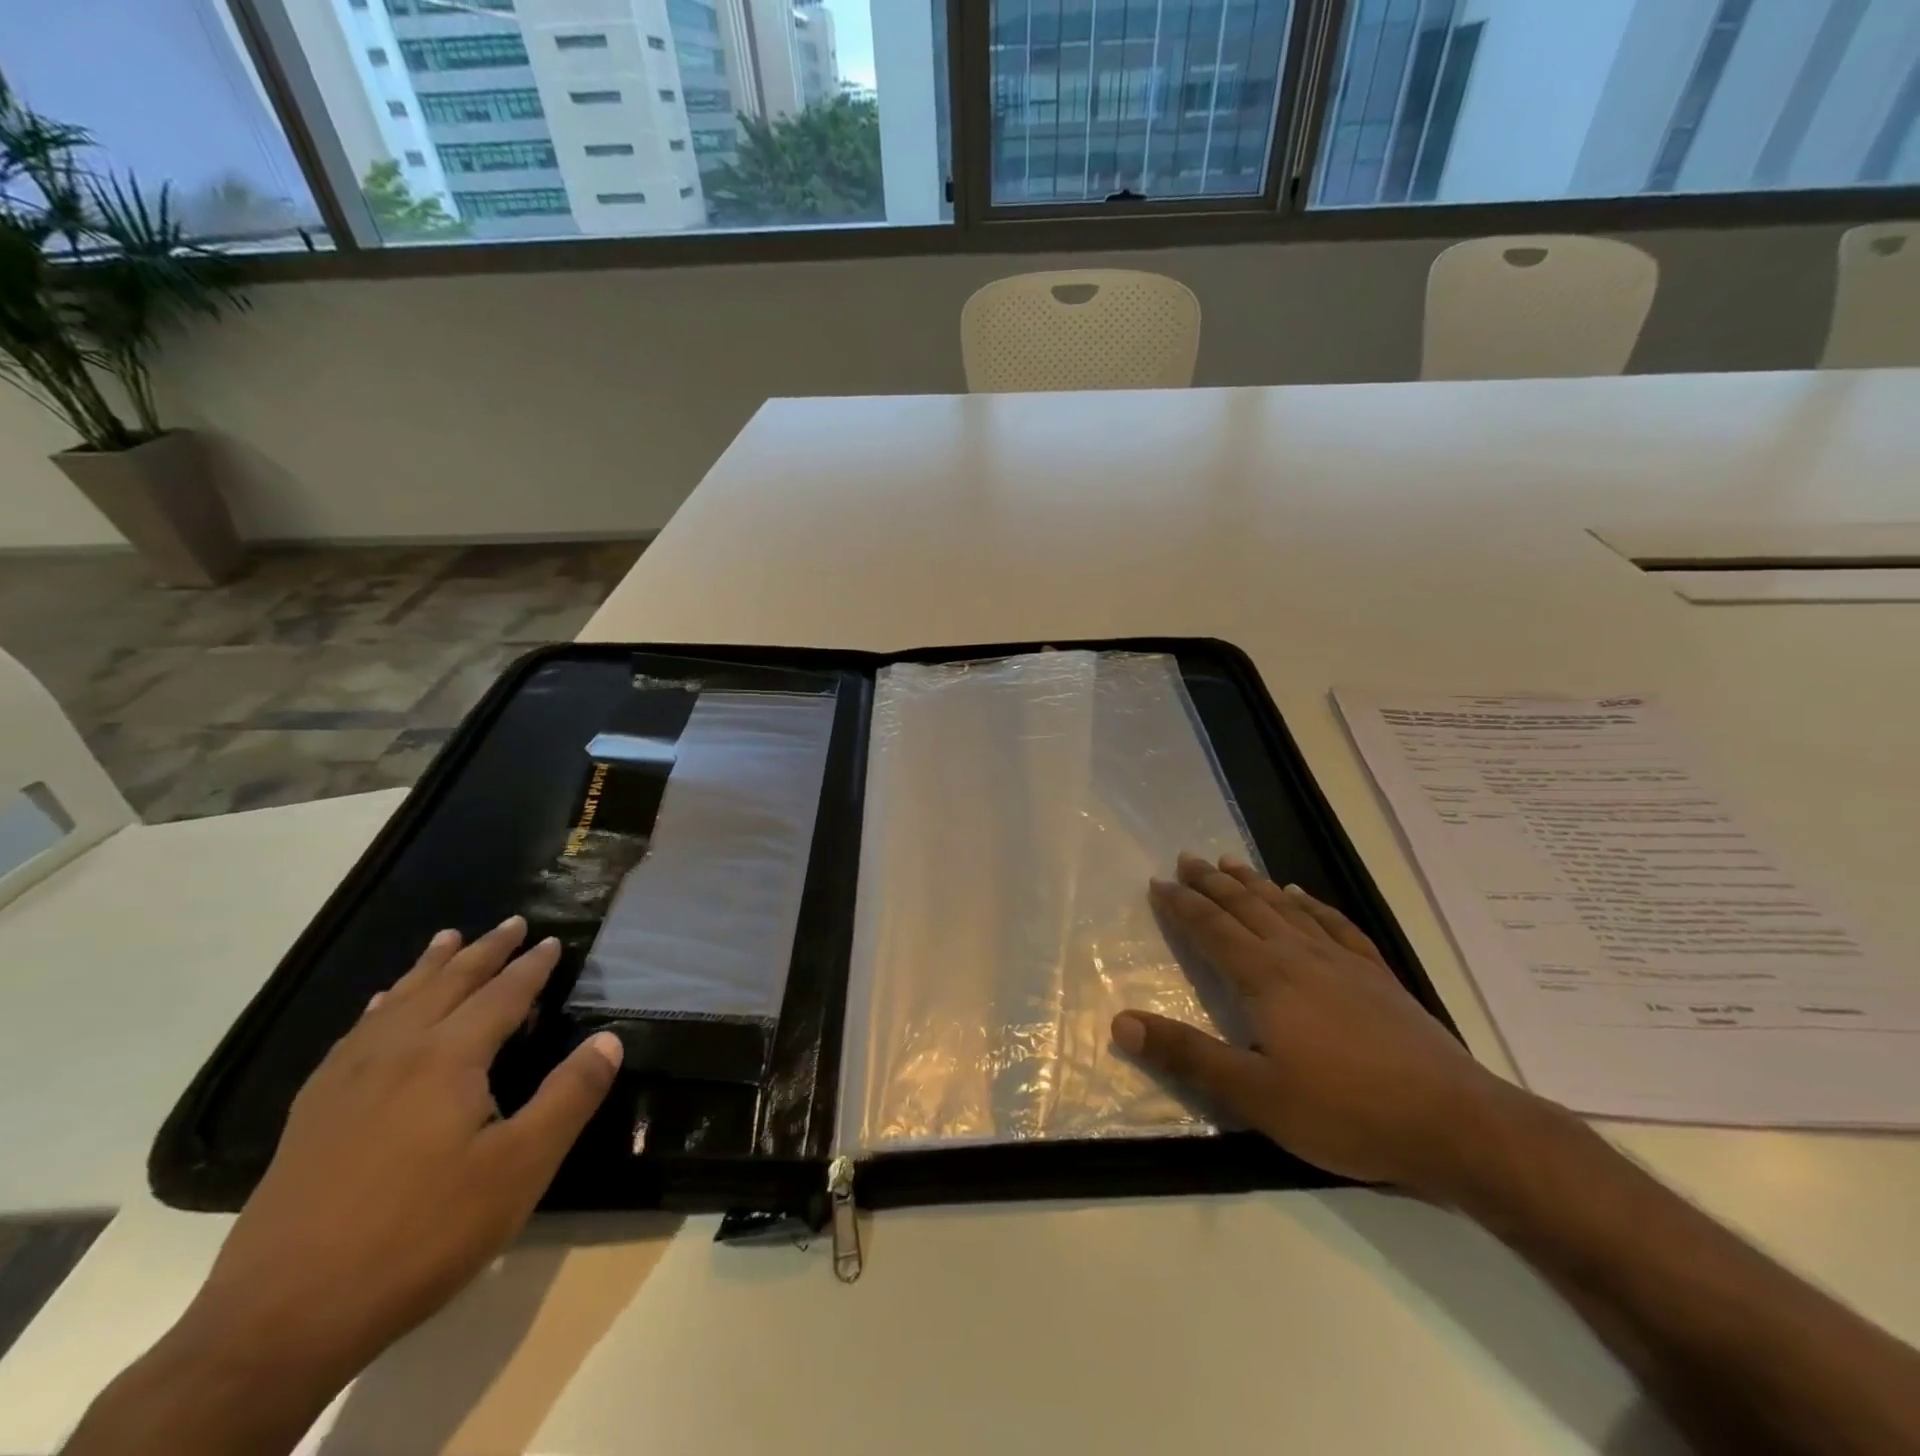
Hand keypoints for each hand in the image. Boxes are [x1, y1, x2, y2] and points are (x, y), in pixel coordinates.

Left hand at [180, 917, 622, 1395]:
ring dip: (429, 967)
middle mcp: (395, 1053)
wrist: (280, 1320)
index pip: (502, 996)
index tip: (553, 941)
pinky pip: (353, 1035)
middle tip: (511, 923)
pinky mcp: (311, 1115)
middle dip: (484, 952)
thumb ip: (569, 1097)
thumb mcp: (519, 1169)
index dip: (532, 967)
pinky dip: (377, 1007)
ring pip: (395, 1002)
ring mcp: (345, 1082)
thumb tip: (609, 1039)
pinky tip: (377, 1008)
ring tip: (447, 940)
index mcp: (447, 1059)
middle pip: (447, 984)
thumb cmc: (420, 1235)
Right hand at [1113, 853, 1524, 1199]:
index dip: (1182, 905)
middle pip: (1247, 908)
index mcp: (1266, 979)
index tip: (1158, 882)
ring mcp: (1343, 962)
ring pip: (1287, 908)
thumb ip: (1187, 1055)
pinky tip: (1302, 895)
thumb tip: (1121, 1022)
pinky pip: (1335, 924)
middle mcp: (1299, 956)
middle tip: (1187, 859)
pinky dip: (1311, 904)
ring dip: (1254, 884)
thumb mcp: (1255, 1095)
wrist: (1456, 1124)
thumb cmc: (1346, 1111)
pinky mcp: (1378, 975)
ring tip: (1231, 863)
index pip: (1212, 930)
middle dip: (1212, 883)